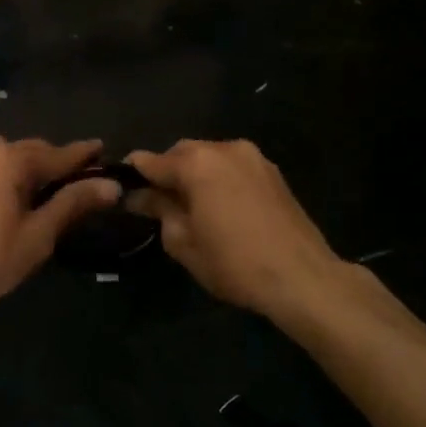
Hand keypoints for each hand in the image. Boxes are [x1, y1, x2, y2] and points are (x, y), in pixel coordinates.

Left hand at [0, 137, 120, 320]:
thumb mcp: (38, 234)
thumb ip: (73, 204)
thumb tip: (111, 186)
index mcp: (12, 158)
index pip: (60, 154)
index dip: (84, 155)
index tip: (104, 148)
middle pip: (33, 151)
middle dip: (57, 163)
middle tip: (81, 179)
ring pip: (9, 158)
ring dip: (31, 169)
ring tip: (48, 191)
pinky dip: (8, 176)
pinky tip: (14, 196)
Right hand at [127, 140, 346, 325]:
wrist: (302, 277)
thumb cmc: (233, 263)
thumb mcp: (183, 242)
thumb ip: (159, 210)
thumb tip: (140, 196)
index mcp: (197, 163)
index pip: (151, 160)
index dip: (133, 174)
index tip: (123, 189)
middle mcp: (224, 148)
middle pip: (182, 152)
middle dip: (167, 172)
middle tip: (158, 203)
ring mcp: (253, 158)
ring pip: (209, 157)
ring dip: (194, 174)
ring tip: (191, 206)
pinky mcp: (273, 172)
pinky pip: (232, 167)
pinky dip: (218, 179)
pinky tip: (219, 206)